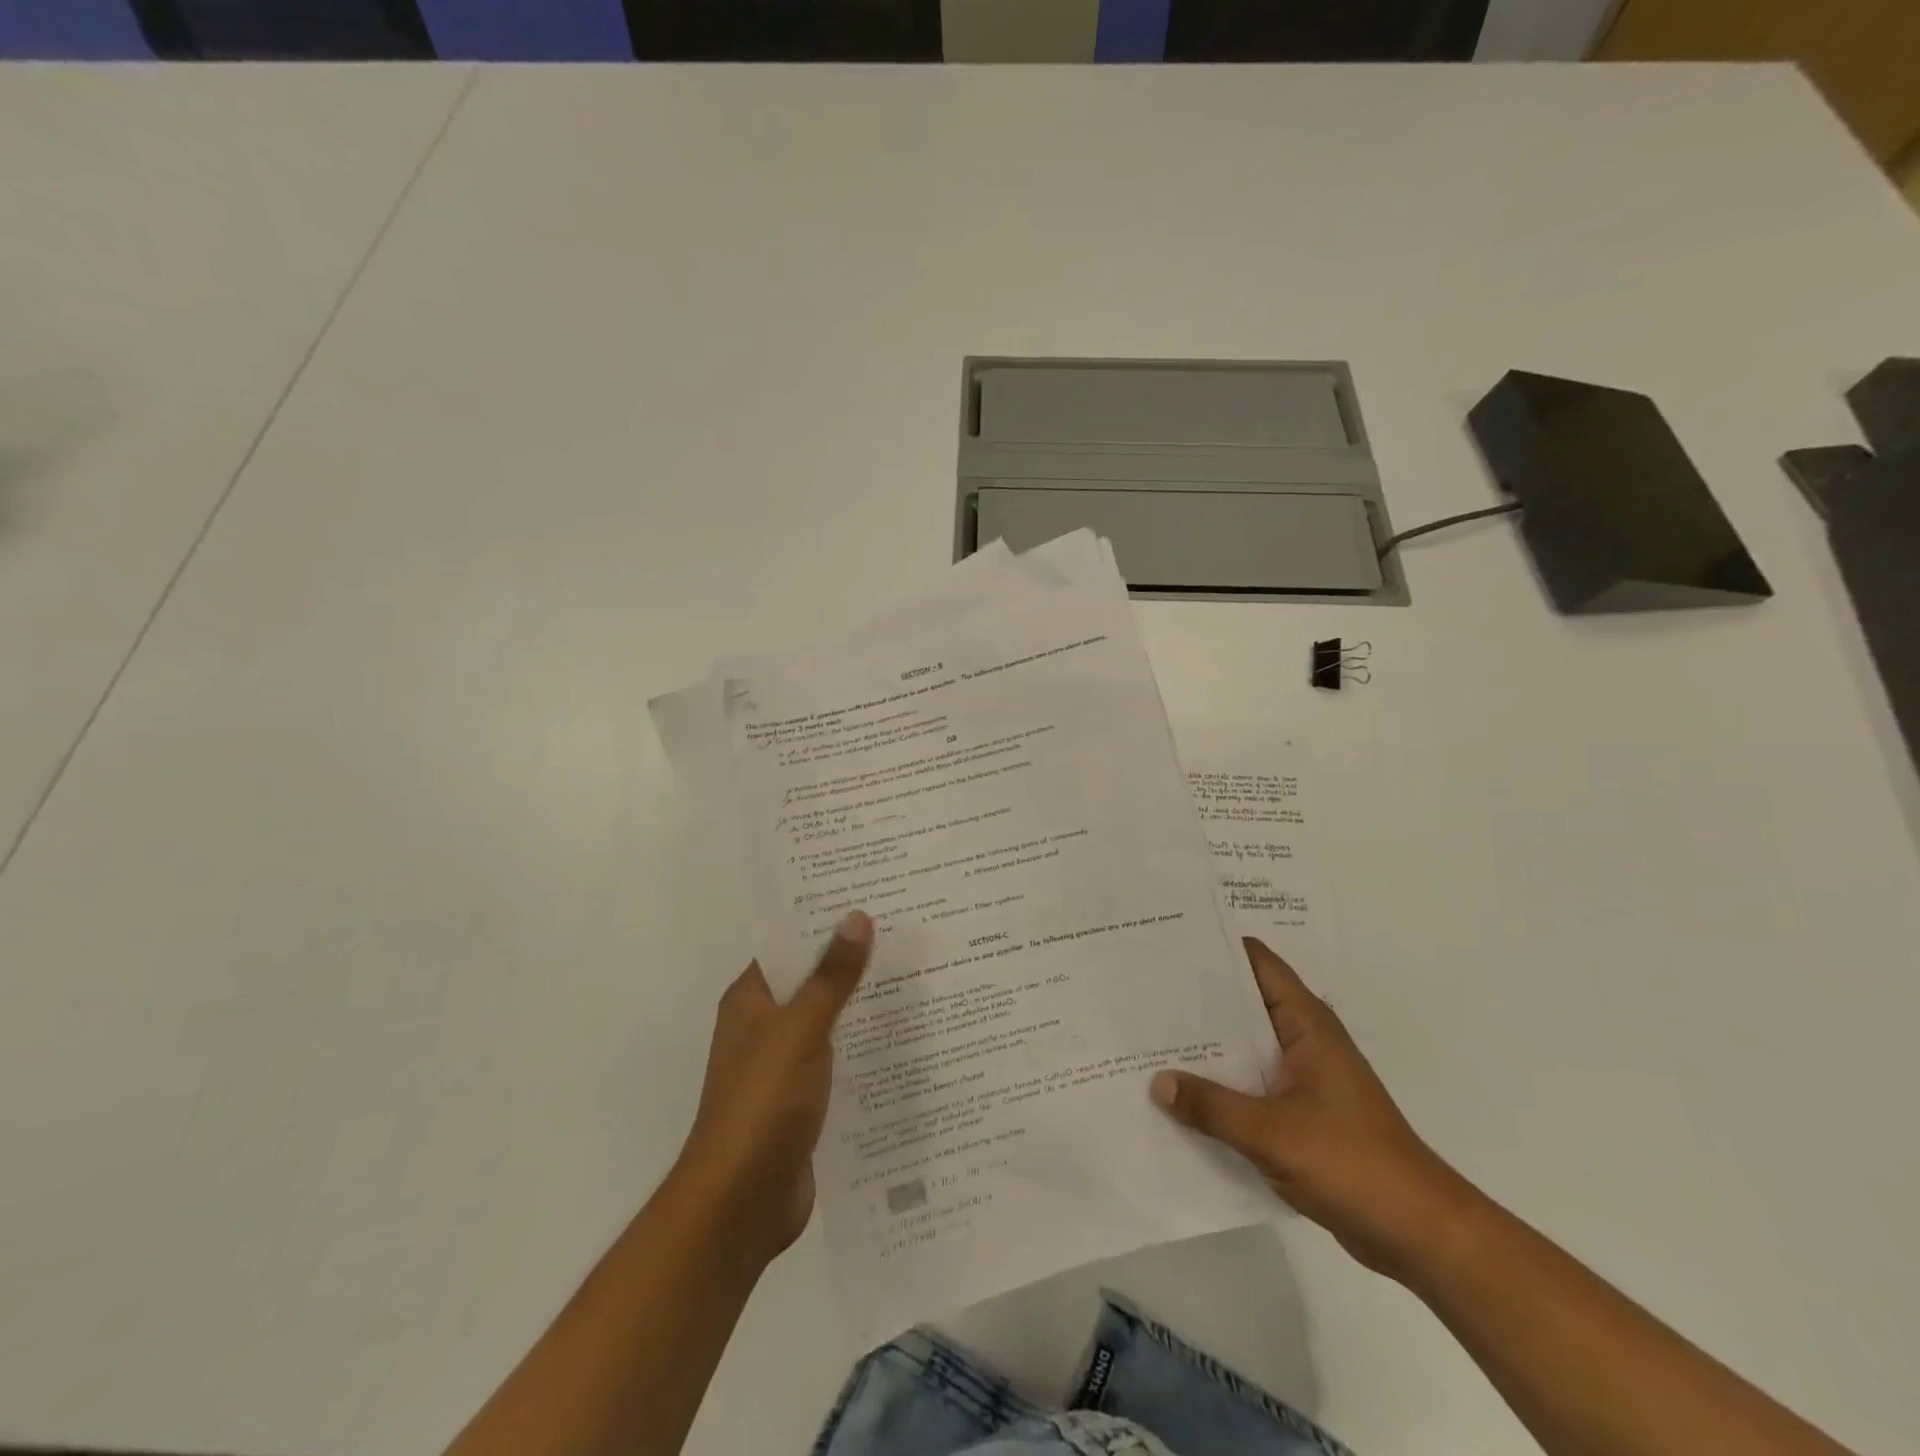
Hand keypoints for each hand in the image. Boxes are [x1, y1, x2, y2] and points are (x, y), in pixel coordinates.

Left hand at [675, 911, 873, 1260]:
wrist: (741, 1205)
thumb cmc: (762, 1104)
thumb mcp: (801, 1031)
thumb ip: (831, 977)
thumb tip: (857, 916)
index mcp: (751, 1000)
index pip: (789, 944)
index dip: (825, 920)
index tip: (872, 897)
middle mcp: (764, 1026)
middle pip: (812, 980)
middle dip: (852, 960)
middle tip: (908, 932)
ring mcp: (783, 1065)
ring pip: (828, 1021)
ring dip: (862, 1005)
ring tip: (917, 976)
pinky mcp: (803, 1100)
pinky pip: (838, 1060)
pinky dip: (863, 1047)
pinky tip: (905, 1038)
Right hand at [1151, 937, 1474, 1281]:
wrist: (1420, 1234)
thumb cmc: (1352, 1164)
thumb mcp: (1272, 1133)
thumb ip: (1212, 1106)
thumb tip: (1157, 1082)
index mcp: (1305, 1024)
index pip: (1256, 963)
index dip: (1214, 948)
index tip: (1166, 943)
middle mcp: (1303, 1040)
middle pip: (1243, 1003)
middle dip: (1196, 998)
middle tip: (1143, 990)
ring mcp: (1303, 1077)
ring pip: (1243, 1047)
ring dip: (1205, 1046)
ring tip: (1149, 1037)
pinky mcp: (1300, 1112)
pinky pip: (1249, 1084)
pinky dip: (1219, 1084)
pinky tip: (1180, 1094)